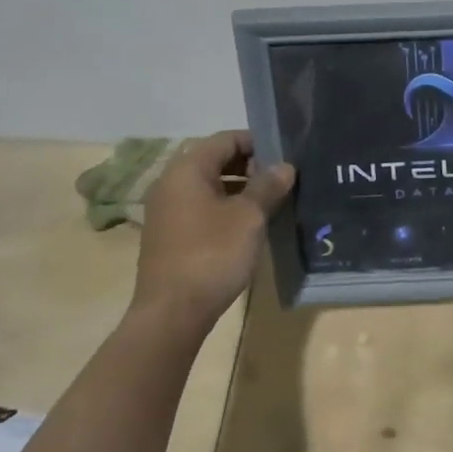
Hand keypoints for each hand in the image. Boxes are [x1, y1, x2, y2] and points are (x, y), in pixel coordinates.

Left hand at [132, 130, 294, 338]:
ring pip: (209, 186)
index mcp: (187, 169)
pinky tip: (249, 225)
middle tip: (282, 180)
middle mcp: (171, 183)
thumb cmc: (212, 254)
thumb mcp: (248, 217)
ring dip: (240, 189)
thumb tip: (285, 166)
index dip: (257, 142)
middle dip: (251, 166)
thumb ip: (268, 186)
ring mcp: (166, 210)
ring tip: (271, 202)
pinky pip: (201, 207)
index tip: (285, 156)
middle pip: (215, 160)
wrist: (172, 312)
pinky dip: (225, 207)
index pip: (226, 139)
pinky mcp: (169, 234)